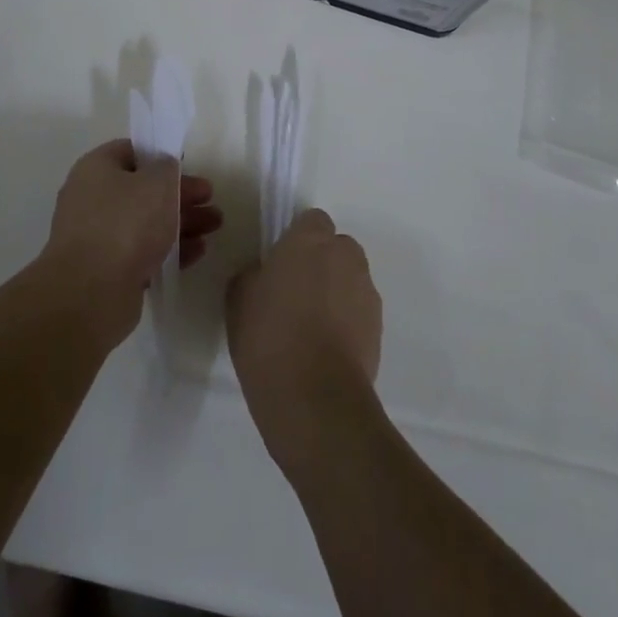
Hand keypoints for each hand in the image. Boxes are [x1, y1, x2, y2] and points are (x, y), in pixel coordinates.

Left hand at [37, 140, 221, 346]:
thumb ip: (168, 168)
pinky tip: (197, 252)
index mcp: (96, 169)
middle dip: (180, 195)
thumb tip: (164, 171)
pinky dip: (170, 249)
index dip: (161, 156)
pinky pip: (143, 252)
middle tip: (210, 200)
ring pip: (146, 223)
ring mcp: (99, 237)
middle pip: (143, 190)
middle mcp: (92, 199)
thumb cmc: (126, 222)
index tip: (189, 166)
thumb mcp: (158, 182)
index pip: (131, 152)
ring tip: (214, 226)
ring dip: (181, 222)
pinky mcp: (108, 270)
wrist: (91, 292)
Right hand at [226, 209, 382, 472]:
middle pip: (337, 247)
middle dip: (321, 262)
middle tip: (295, 293)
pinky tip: (325, 349)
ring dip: (336, 292)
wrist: (314, 396)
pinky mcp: (379, 326)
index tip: (282, 262)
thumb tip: (266, 274)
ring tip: (311, 327)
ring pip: (350, 279)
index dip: (298, 238)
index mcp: (310, 240)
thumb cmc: (268, 336)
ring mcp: (367, 291)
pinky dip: (347, 321)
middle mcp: (345, 256)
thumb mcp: (239, 298)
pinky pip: (359, 311)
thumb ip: (255, 273)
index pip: (312, 220)